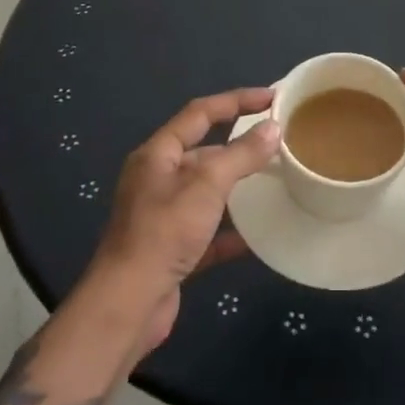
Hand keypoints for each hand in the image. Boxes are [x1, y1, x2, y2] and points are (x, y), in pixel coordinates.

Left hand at [89, 89, 279, 353]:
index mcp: (157, 154)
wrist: (128, 307)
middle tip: (277, 142)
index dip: (236, 100)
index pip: (200, 113)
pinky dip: (230, 231)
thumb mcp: (207, 185)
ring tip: (274, 181)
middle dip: (238, 145)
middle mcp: (157, 179)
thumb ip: (241, 155)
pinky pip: (207, 232)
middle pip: (203, 151)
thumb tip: (273, 128)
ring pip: (206, 191)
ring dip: (236, 187)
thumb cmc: (164, 233)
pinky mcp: (171, 251)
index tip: (271, 98)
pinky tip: (257, 237)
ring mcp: (162, 216)